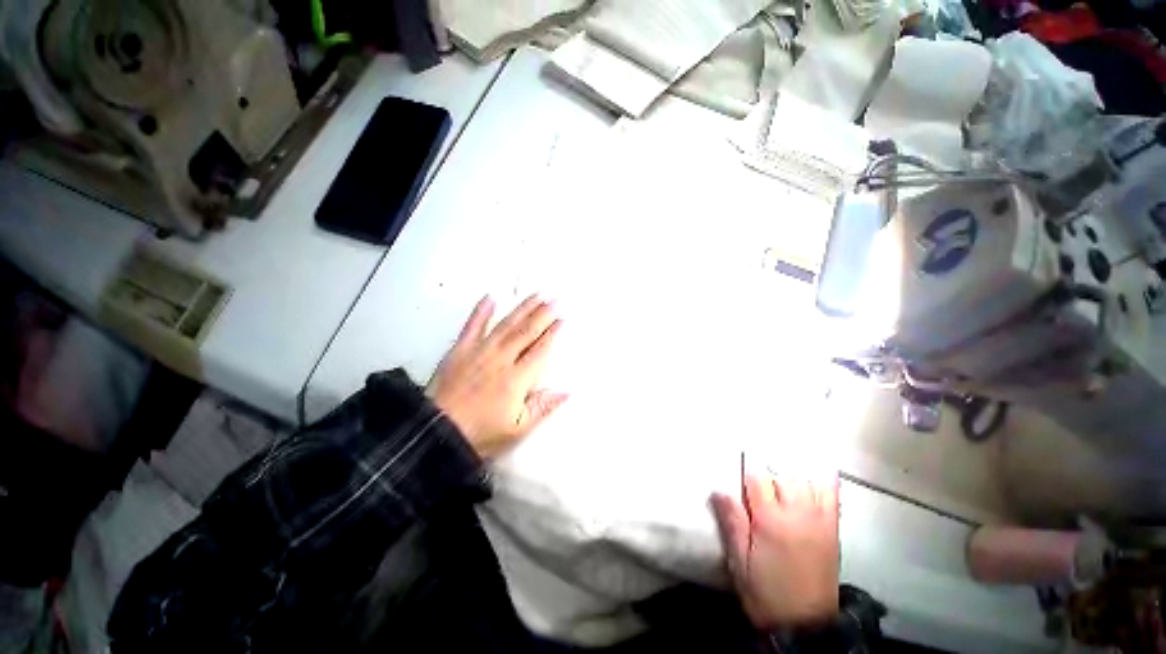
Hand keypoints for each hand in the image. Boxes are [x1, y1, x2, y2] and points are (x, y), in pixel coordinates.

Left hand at [429, 295, 568, 459]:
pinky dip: (481, 311)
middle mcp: (501, 359)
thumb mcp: (517, 429)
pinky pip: (471, 326)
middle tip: (555, 300)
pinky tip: (491, 297)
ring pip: (506, 325)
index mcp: (517, 379)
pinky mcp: (459, 350)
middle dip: (543, 314)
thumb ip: (542, 408)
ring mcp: (479, 351)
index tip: (563, 319)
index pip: (540, 350)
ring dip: (522, 309)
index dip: (553, 333)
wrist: (435, 434)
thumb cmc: (481, 434)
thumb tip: (567, 391)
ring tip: (537, 295)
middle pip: (526, 332)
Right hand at [710, 465, 840, 630]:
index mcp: (771, 521)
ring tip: (782, 465)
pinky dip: (825, 479)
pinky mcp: (833, 529)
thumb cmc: (766, 591)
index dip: (748, 470)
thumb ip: (732, 523)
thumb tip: (718, 490)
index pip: (757, 480)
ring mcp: (819, 520)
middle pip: (783, 474)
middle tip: (759, 473)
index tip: (742, 464)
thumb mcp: (740, 561)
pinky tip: (819, 466)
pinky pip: (832, 495)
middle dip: (769, 470)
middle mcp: (797, 514)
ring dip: (792, 471)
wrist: (806, 624)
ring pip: (806, 480)